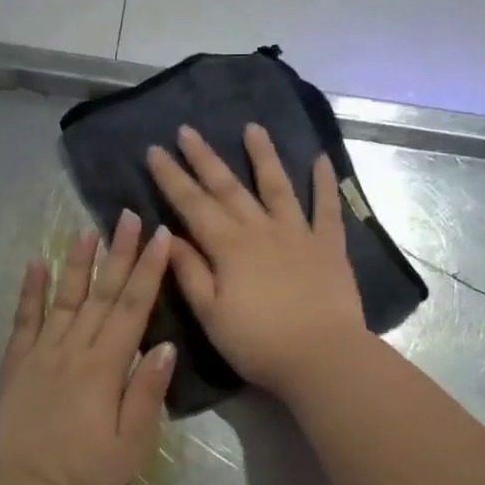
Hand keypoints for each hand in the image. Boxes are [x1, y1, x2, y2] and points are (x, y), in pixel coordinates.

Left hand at [0, 212, 176, 484]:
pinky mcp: (15, 366)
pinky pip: (23, 321)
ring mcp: (40, 354)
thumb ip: (147, 392)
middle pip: (101, 294)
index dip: (148, 270)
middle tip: (128, 216)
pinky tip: (35, 265)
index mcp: (106, 367)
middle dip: (118, 253)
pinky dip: (30, 292)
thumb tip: (163, 345)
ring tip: (88, 229)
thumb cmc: (86, 473)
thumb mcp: (132, 443)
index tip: (160, 236)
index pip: (132, 308)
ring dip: (78, 263)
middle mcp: (74, 350)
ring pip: (64, 299)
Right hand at [146, 123, 367, 396]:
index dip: (172, 177)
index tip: (155, 150)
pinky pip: (327, 208)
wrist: (321, 356)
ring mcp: (298, 234)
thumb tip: (168, 236)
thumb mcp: (211, 314)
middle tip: (187, 130)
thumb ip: (190, 272)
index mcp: (228, 247)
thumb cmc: (258, 343)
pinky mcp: (329, 246)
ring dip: (263, 155)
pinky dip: (325, 183)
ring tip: (252, 128)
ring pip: (277, 186)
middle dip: (205, 158)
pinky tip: (321, 159)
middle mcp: (261, 230)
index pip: (192, 205)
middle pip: (228, 187)